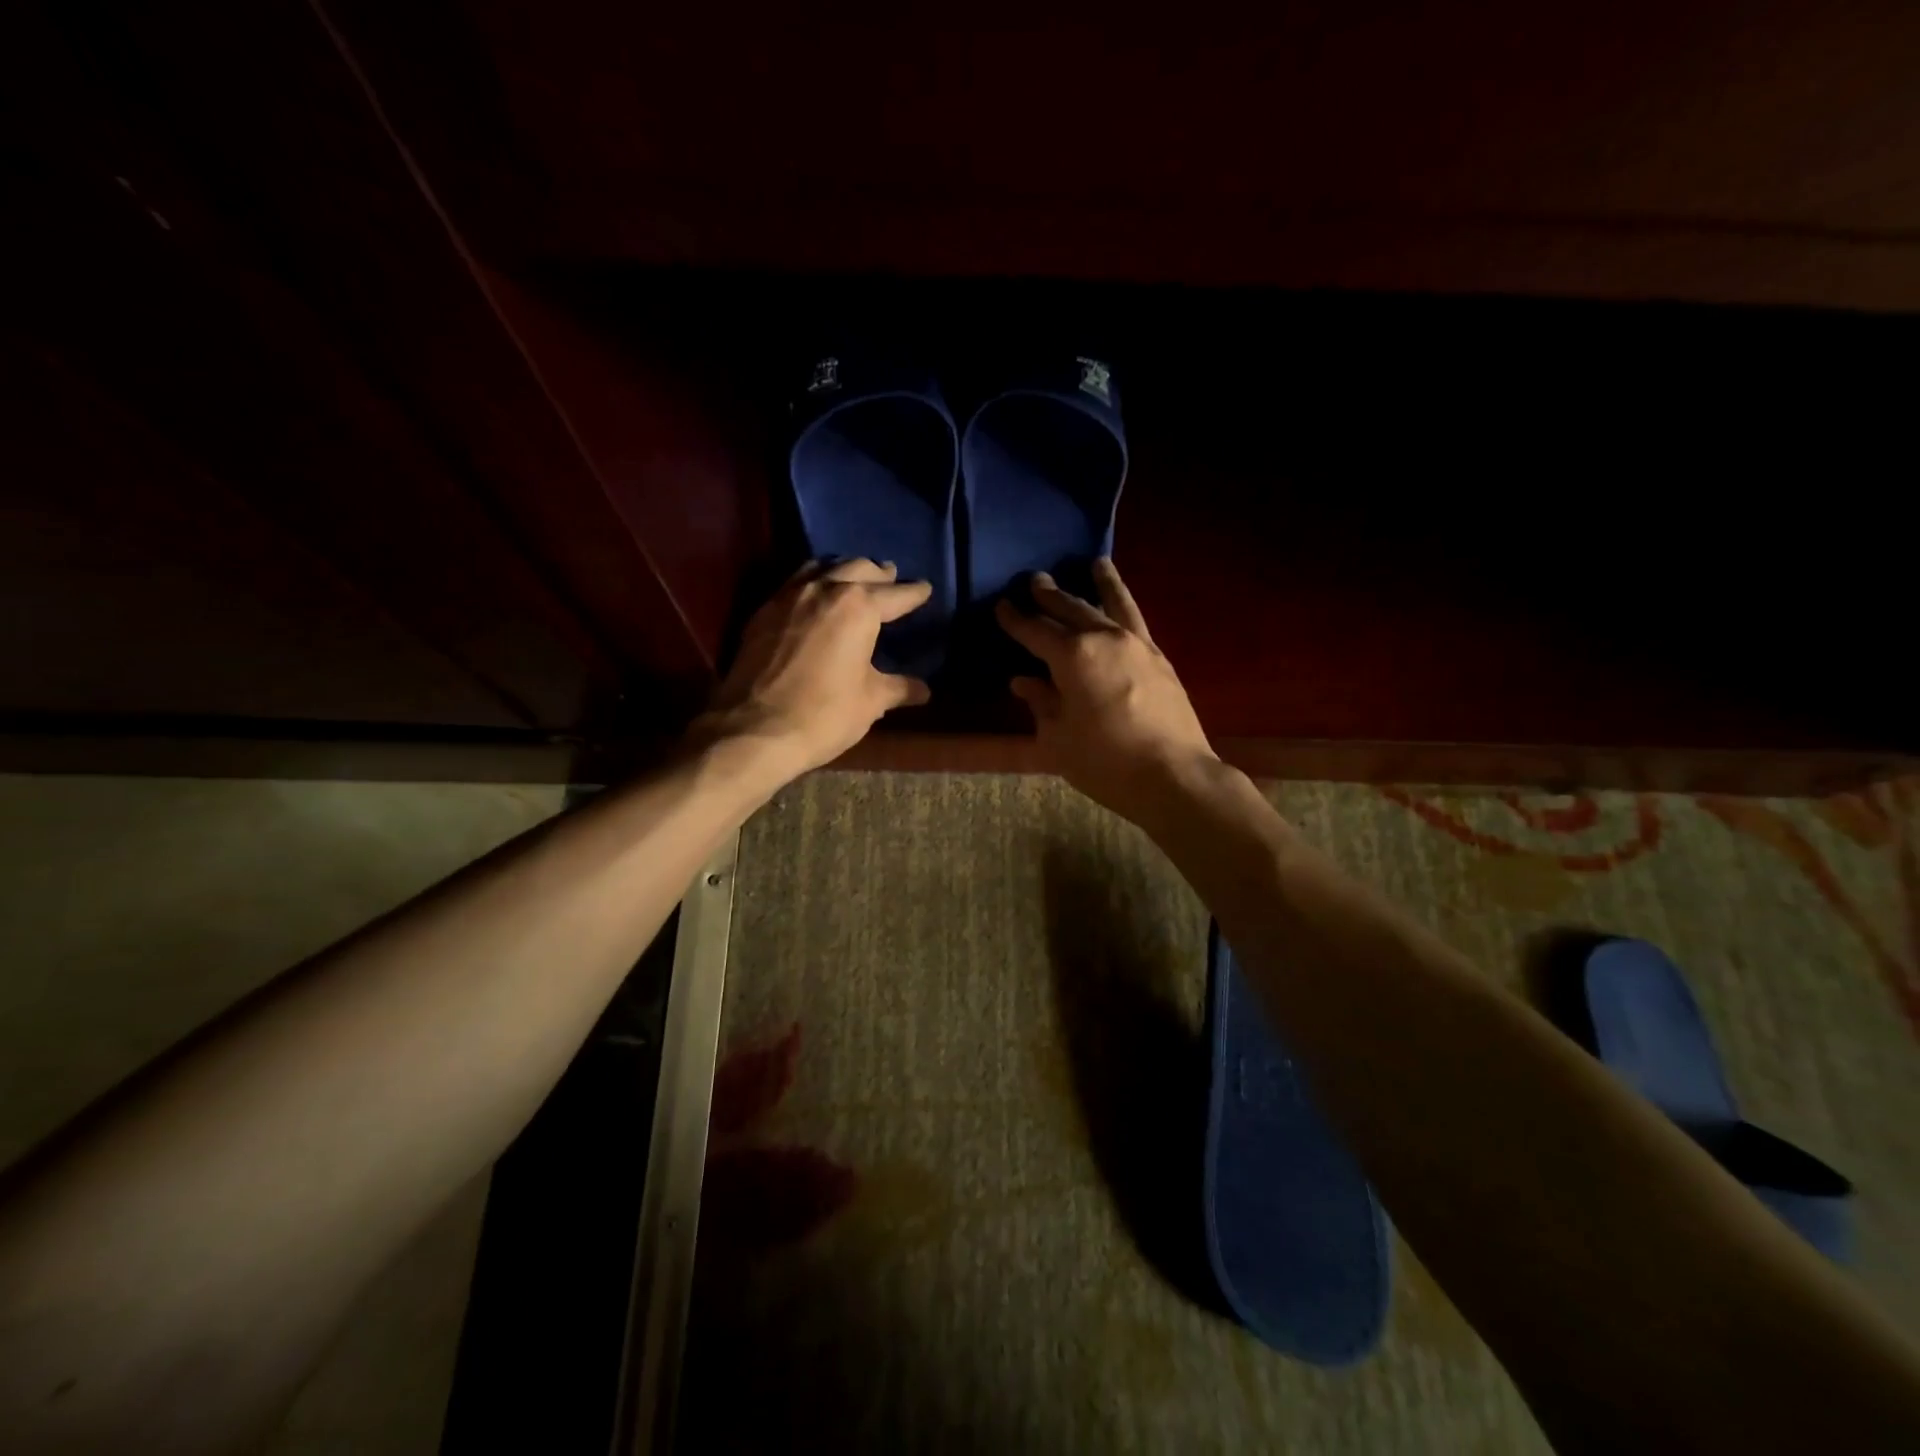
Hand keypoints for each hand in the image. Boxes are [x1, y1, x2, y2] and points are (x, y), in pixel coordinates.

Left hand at [694, 558, 932, 777]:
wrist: (754, 730)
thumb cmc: (823, 715)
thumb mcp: (870, 702)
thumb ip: (898, 688)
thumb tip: (923, 690)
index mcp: (858, 607)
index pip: (895, 594)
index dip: (914, 593)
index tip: (925, 588)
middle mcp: (824, 589)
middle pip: (858, 568)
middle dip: (879, 574)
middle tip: (891, 578)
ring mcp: (788, 596)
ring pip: (822, 568)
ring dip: (843, 570)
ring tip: (853, 579)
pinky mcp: (762, 612)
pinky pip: (794, 583)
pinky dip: (813, 583)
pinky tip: (815, 598)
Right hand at [994, 559, 1216, 823]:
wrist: (1173, 775)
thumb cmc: (1104, 761)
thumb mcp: (1057, 738)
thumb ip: (1041, 703)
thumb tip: (1024, 681)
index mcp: (1072, 656)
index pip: (1035, 631)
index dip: (1015, 619)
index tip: (1002, 605)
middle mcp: (1104, 638)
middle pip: (1072, 608)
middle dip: (1051, 595)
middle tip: (1035, 580)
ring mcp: (1137, 644)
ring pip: (1114, 603)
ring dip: (1101, 582)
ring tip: (1096, 563)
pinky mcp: (1160, 658)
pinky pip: (1137, 620)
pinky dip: (1125, 605)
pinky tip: (1122, 606)